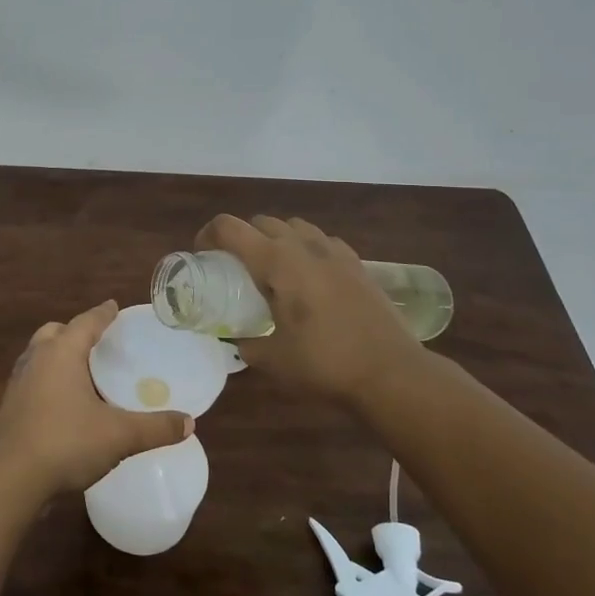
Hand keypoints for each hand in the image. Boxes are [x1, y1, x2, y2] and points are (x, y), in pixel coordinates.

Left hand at [0, 301, 191, 501]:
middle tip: (98, 342)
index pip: (86, 322)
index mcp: (62, 352)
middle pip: (56, 332)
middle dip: (76, 332)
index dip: (103, 313)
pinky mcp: (10, 405)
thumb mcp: (119, 435)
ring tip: (82, 371)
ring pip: (39, 354)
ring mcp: (19, 381)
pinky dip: (49, 379)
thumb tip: (189, 422)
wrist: (11, 478)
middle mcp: (36, 358)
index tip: (113, 306)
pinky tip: (64, 402)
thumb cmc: (66, 442)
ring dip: (58, 355)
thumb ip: (155, 428)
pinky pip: (33, 379)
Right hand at [195, 214, 427, 403]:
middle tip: (234, 267)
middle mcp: (303, 246)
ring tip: (273, 270)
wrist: (392, 373)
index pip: (229, 227)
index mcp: (276, 262)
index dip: (208, 235)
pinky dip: (307, 249)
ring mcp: (335, 252)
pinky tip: (310, 278)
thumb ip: (246, 344)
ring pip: (294, 226)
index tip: (202, 256)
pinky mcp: (358, 264)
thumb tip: (237, 340)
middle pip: (261, 222)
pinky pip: (322, 241)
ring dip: (276, 239)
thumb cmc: (324, 364)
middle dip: (241, 237)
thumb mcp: (272, 360)